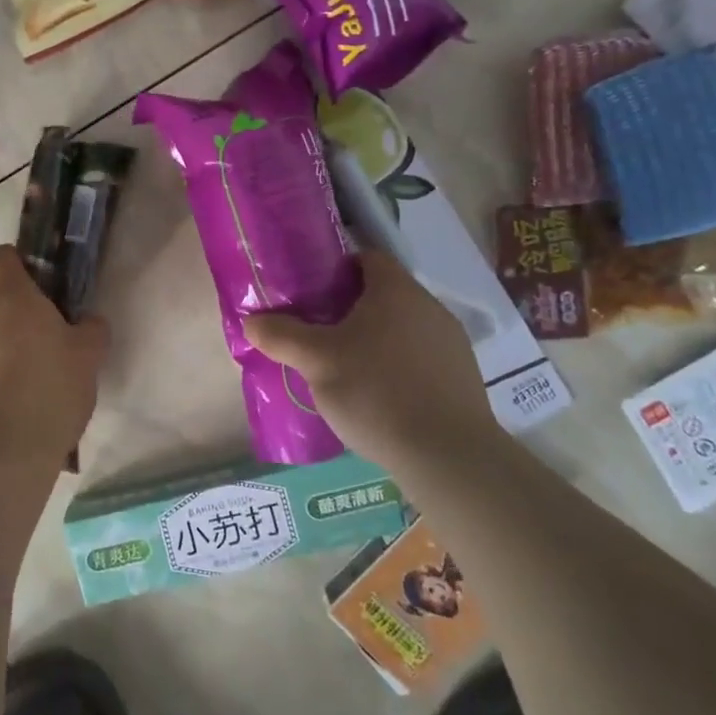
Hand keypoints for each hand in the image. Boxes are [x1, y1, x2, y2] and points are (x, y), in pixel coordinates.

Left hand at [0, 245, 108, 468]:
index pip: (0, 257)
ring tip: (0, 361)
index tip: (31, 284)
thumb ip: (91, 328)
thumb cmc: (52, 391)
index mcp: (11, 296)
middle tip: (19, 323)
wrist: (4, 450)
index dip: (13, 265)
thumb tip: (88, 320)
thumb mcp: (89, 356)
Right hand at [243, 250, 496, 469]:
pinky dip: (399, 366)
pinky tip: (380, 397)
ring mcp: (452, 342)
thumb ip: (281, 336)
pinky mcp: (464, 377)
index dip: (336, 270)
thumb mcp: (316, 361)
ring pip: (403, 327)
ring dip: (376, 339)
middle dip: (351, 309)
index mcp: (395, 290)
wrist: (447, 456)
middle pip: (384, 294)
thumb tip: (251, 321)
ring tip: (347, 368)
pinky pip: (421, 358)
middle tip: (320, 333)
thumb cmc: (376, 392)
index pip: (366, 258)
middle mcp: (429, 306)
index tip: (313, 293)